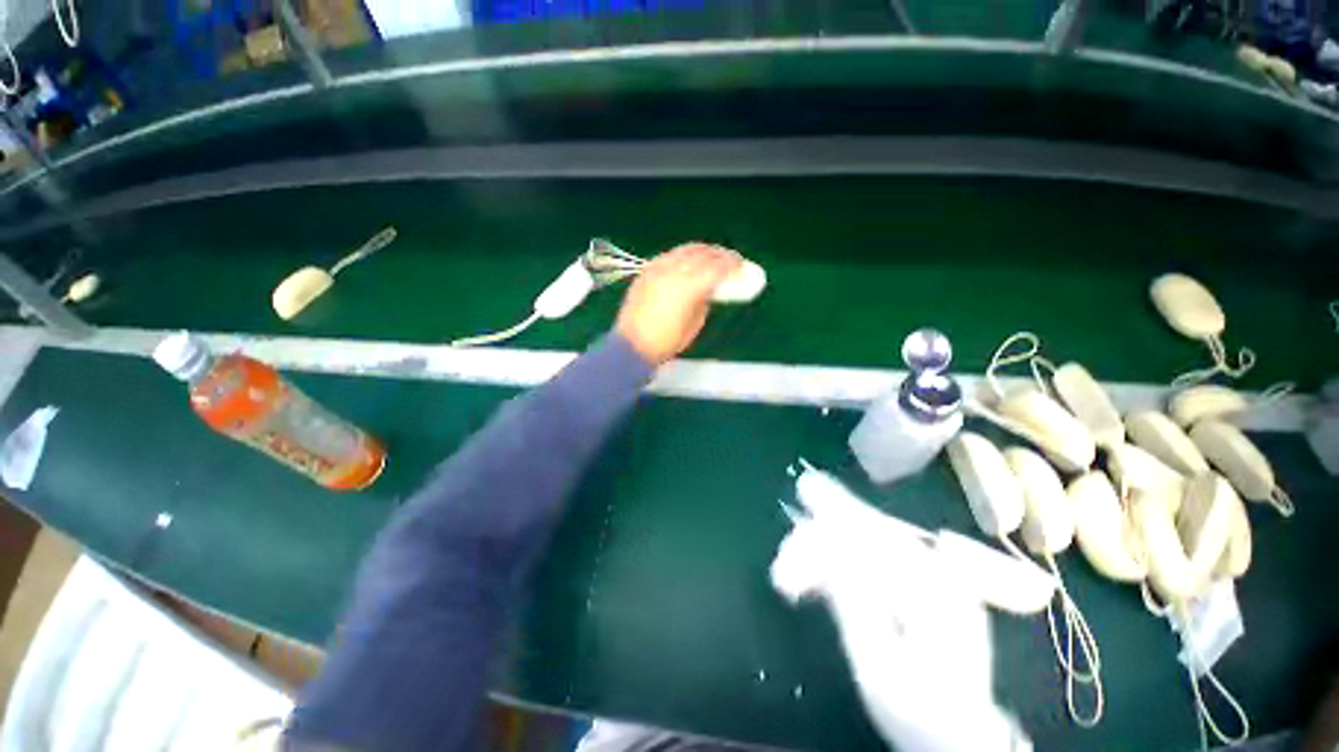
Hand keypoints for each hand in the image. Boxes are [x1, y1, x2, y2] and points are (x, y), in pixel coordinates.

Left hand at [615, 243, 740, 365]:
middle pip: (701, 253)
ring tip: (712, 256)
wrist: (632, 345)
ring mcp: (657, 268)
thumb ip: (704, 300)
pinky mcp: (646, 271)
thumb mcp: (694, 324)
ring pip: (684, 250)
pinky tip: (688, 261)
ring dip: (702, 251)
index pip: (716, 267)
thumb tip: (709, 288)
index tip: (741, 265)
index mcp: (689, 287)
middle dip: (719, 254)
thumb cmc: (667, 342)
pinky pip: (669, 256)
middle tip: (730, 258)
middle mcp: (673, 271)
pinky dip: (683, 255)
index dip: (732, 264)